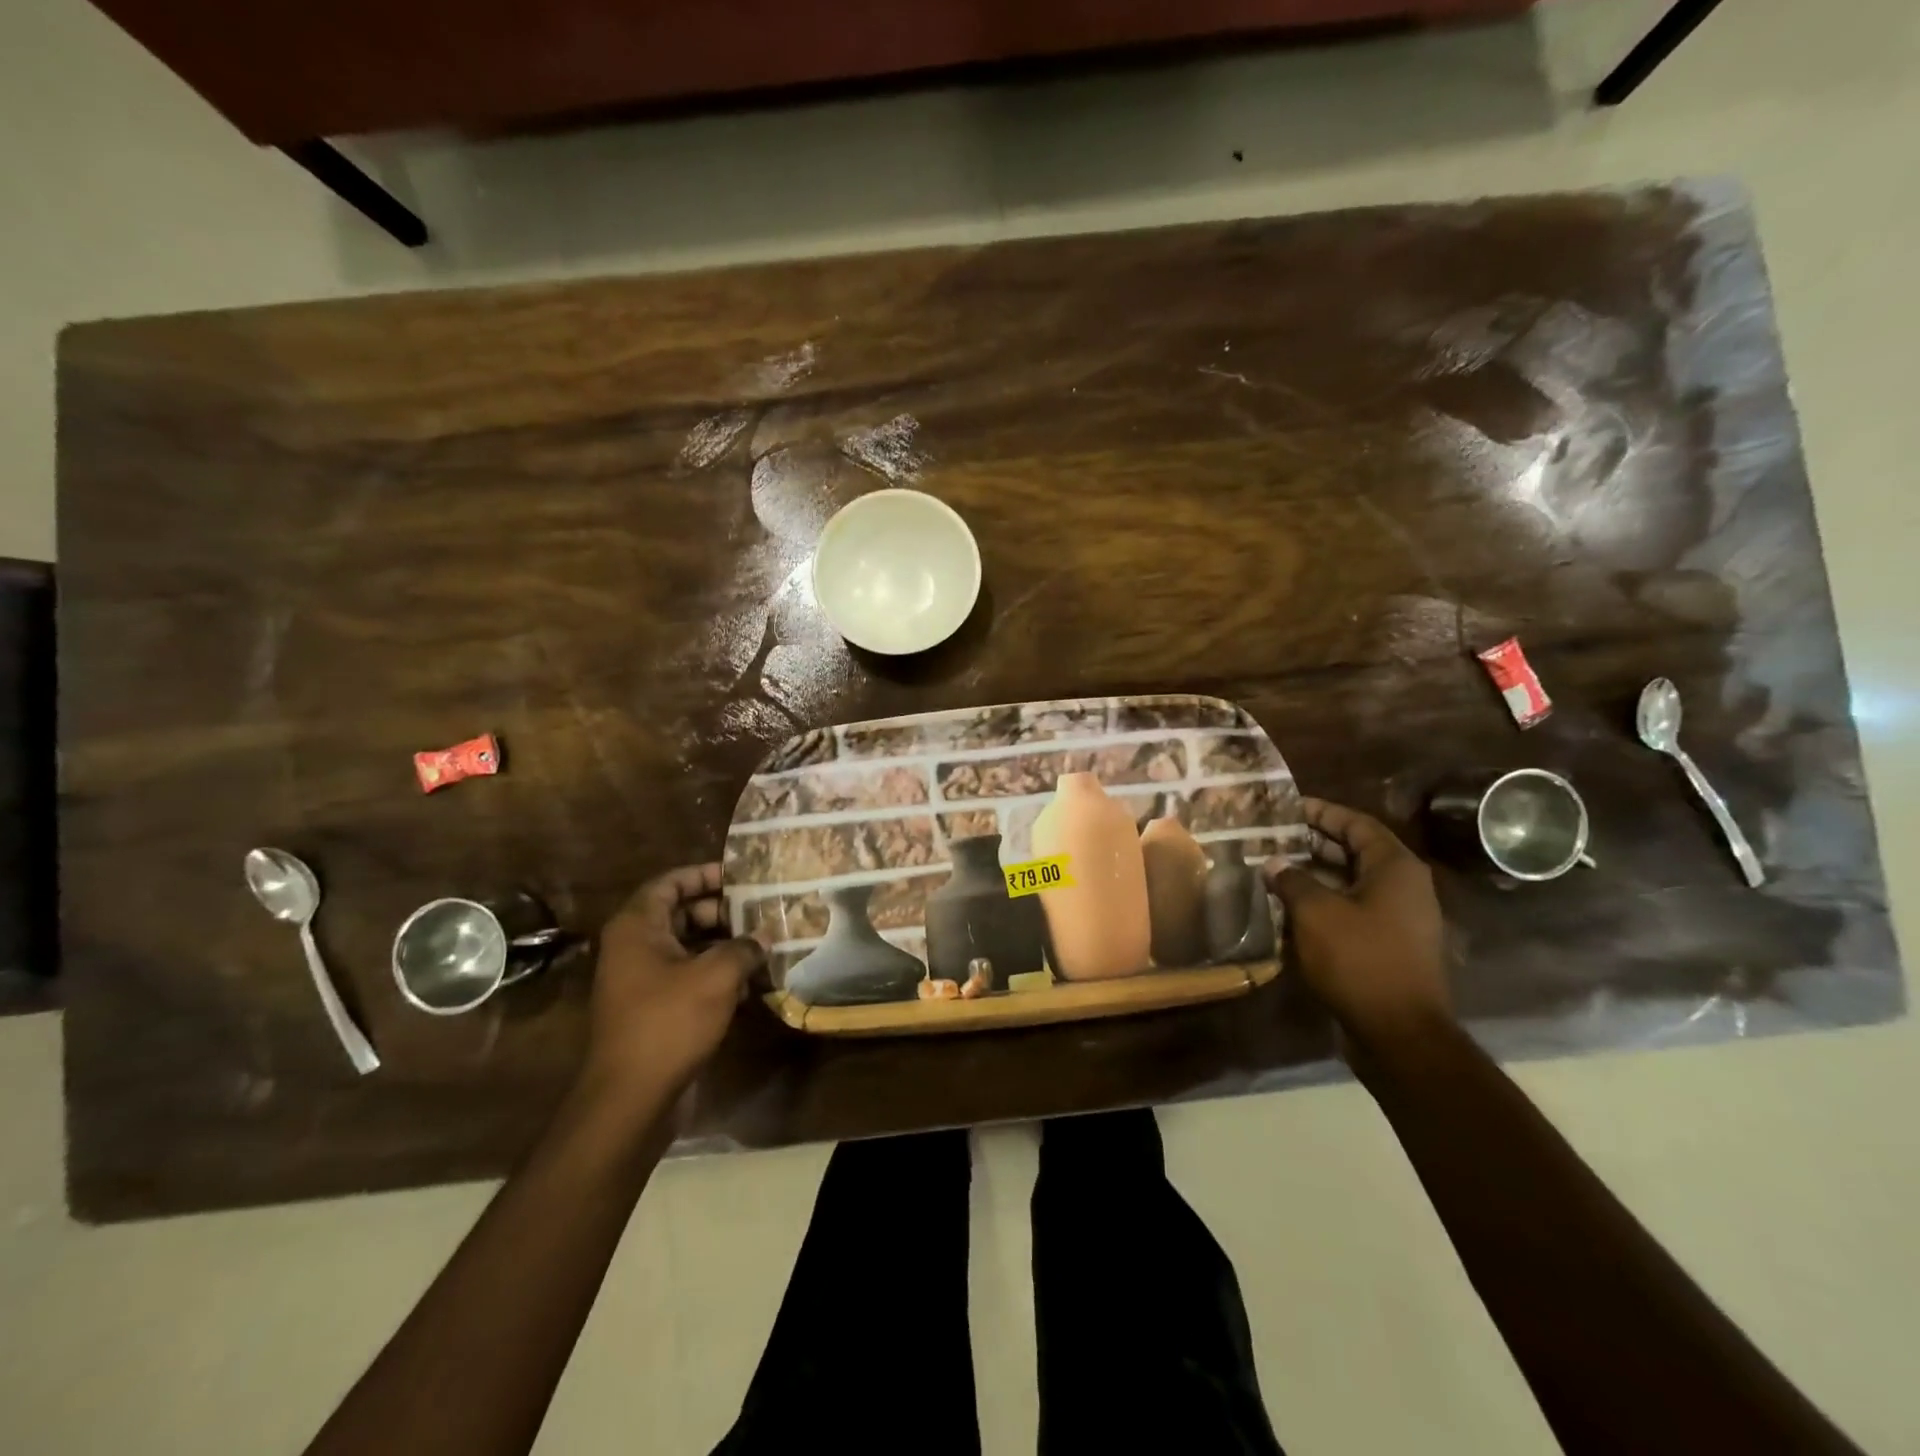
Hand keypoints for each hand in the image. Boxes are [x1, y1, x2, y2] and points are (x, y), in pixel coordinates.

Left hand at [580, 864, 764, 1112]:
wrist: (632, 1098)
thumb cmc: (669, 1022)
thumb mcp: (716, 976)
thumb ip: (744, 947)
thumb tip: (765, 936)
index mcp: (638, 927)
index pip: (670, 883)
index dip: (704, 874)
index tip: (741, 875)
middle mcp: (634, 947)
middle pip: (681, 913)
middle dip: (722, 910)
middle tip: (761, 910)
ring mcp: (642, 981)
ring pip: (688, 947)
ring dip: (724, 944)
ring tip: (765, 941)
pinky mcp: (655, 1009)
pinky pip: (688, 977)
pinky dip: (717, 974)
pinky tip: (752, 980)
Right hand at [1264, 798, 1449, 1054]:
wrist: (1400, 1033)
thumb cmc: (1360, 960)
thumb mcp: (1316, 912)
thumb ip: (1292, 880)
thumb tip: (1274, 863)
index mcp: (1395, 868)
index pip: (1356, 824)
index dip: (1321, 812)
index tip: (1287, 807)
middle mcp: (1404, 887)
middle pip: (1355, 851)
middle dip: (1312, 843)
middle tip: (1272, 836)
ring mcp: (1399, 918)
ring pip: (1351, 883)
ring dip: (1314, 875)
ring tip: (1273, 869)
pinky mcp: (1389, 945)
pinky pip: (1353, 910)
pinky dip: (1323, 903)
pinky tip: (1289, 908)